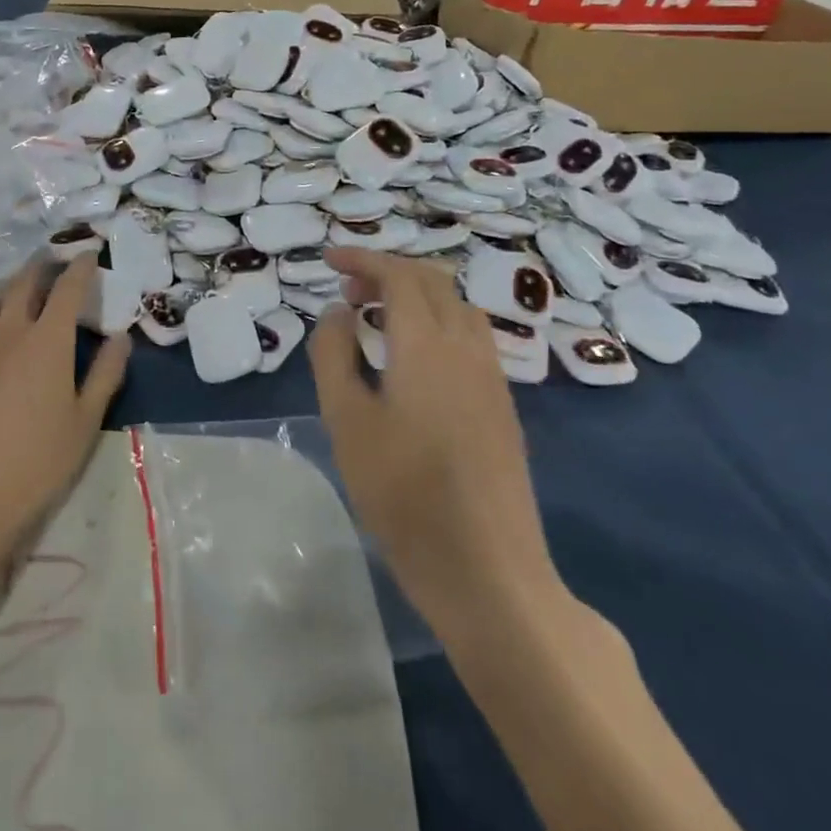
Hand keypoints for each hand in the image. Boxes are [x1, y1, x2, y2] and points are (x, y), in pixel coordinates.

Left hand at [0, 259, 129, 566]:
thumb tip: (120, 337)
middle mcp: (9, 330)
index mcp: (48, 340)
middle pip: (25, 282)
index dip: (80, 267)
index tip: (88, 252)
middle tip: (53, 262)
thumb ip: (105, 374)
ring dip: (13, 290)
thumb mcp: (84, 423)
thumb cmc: (35, 463)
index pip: (68, 288)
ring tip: (23, 295)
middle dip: (42, 266)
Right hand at [309, 249, 560, 630]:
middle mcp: (467, 348)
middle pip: (432, 283)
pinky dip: (436, 324)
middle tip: (346, 290)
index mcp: (427, 344)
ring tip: (376, 321)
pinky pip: (470, 338)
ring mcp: (493, 378)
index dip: (362, 259)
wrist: (488, 572)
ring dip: (416, 297)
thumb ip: (334, 354)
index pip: (398, 276)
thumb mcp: (346, 420)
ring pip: (457, 308)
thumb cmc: (404, 493)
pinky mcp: (503, 407)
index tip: (327, 259)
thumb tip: (337, 312)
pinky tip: (412, 362)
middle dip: (387, 273)